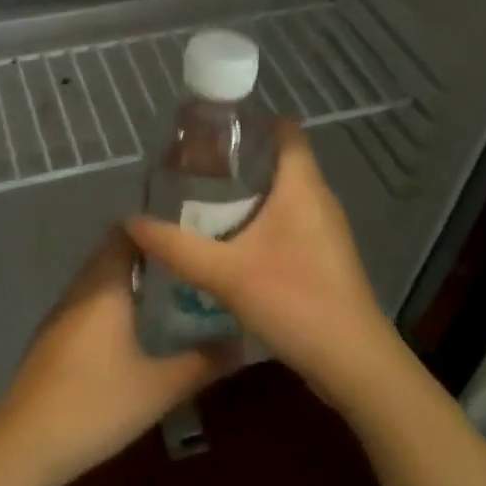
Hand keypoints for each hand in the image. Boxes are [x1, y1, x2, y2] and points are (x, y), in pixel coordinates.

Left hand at [0, 230, 240, 485]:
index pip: (126, 234)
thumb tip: (242, 344)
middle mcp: (80, 288)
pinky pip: (87, 302)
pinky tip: (132, 328)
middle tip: (188, 266)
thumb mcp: (158, 388)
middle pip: (113, 254)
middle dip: (149, 256)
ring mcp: (61, 311)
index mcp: (104, 286)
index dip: (155, 229)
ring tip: (169, 293)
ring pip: (99, 279)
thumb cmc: (95, 405)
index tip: (188, 235)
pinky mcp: (52, 336)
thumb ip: (201, 363)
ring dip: (129, 280)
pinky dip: (112, 302)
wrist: (26, 444)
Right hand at [127, 122, 395, 410]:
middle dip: (238, 157)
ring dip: (247, 190)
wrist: (355, 365)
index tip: (212, 126)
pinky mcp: (323, 256)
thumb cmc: (296, 301)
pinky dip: (259, 217)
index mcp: (302, 187)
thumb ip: (176, 247)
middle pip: (279, 159)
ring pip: (283, 192)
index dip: (252, 119)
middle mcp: (318, 199)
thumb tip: (131, 221)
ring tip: (202, 196)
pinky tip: (229, 238)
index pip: (285, 130)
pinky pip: (288, 220)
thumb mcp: (226, 274)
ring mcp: (324, 229)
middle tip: (193, 163)